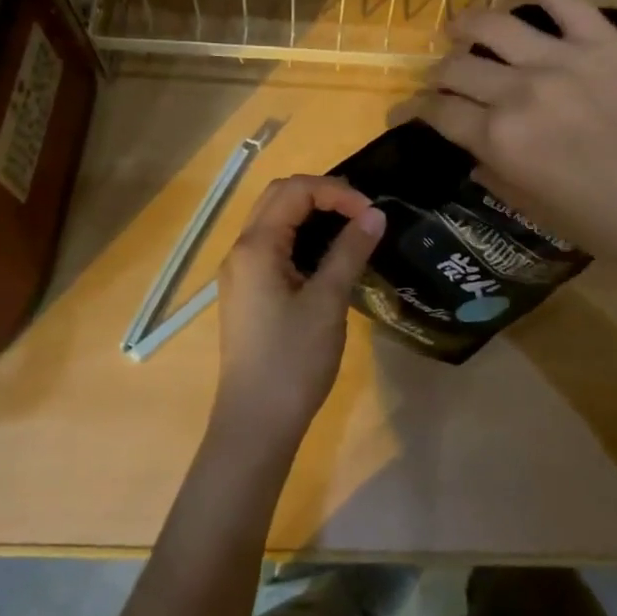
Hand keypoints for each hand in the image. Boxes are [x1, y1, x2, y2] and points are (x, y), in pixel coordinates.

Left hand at [212, 175, 384, 449]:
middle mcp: (241, 251)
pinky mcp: (248, 292)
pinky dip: (301, 238)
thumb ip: (350, 251)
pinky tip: (328, 257)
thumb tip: (375, 214)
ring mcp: (241, 273)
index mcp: (256, 246)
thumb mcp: (328, 302)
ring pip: (274, 221)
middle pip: (279, 197)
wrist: (256, 424)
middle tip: (361, 213)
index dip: (336, 192)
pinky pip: (273, 247)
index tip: (371, 214)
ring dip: (311, 215)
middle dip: (322, 195)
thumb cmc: (293, 361)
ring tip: (350, 229)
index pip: (295, 191)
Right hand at [403, 0, 616, 286]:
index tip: (405, 113)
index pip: (439, 114)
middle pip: (457, 69)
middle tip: (442, 83)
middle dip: (438, 77)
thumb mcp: (540, 213)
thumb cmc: (614, 225)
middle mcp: (517, 92)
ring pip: (491, 24)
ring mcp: (559, 58)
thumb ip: (497, 177)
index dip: (414, 113)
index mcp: (500, 141)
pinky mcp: (599, 38)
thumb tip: (472, 153)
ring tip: (458, 29)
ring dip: (464, 25)